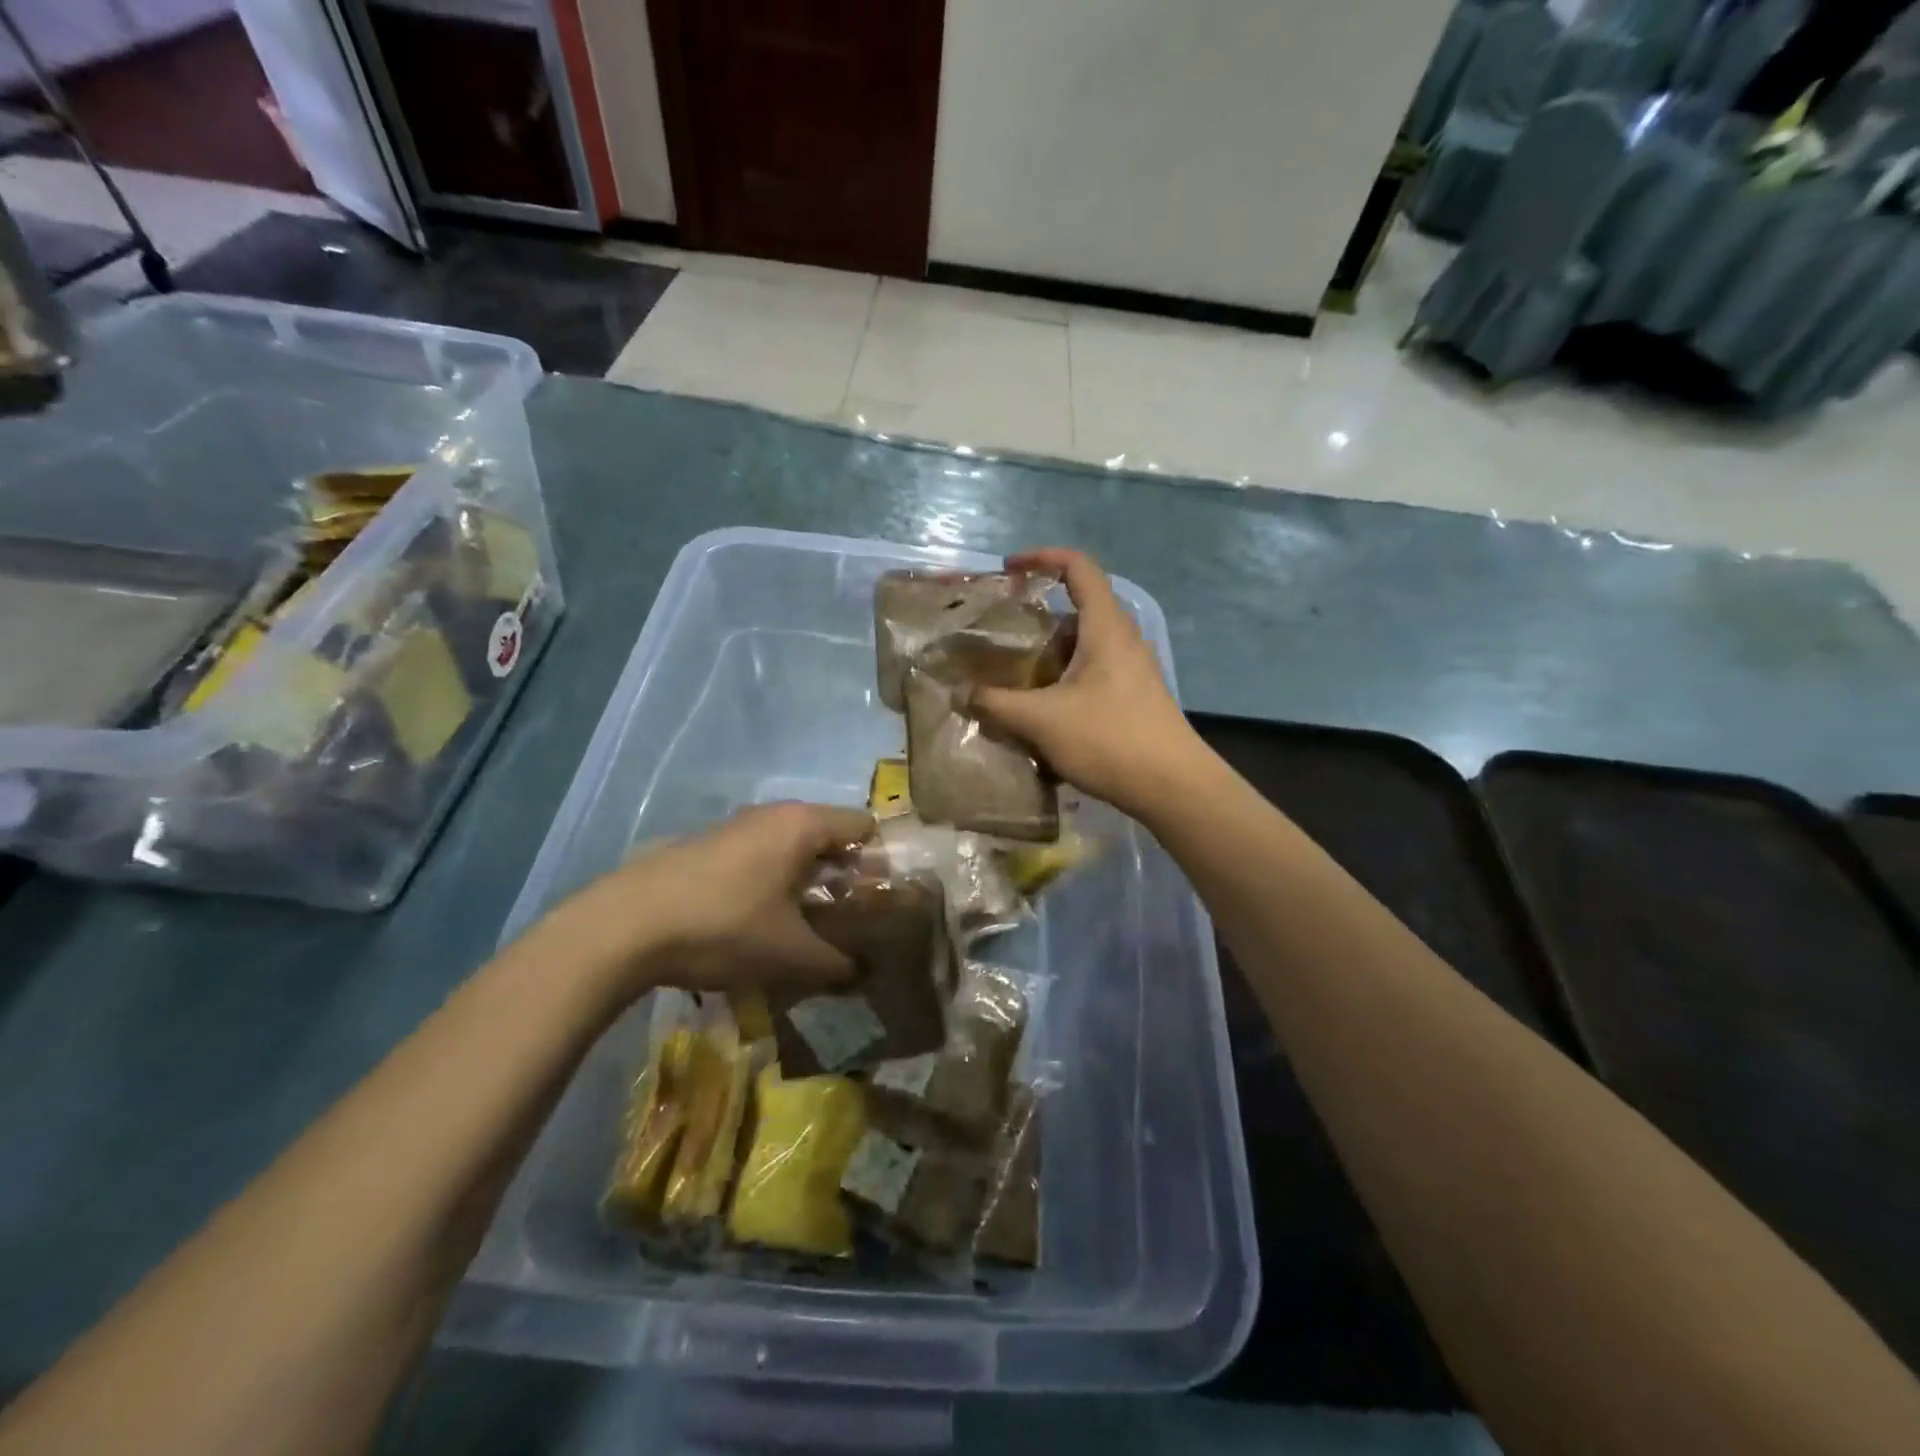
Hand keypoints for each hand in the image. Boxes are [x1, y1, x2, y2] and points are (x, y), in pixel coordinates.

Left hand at [553, 802, 873, 999]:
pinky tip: (758, 921)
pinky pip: (758, 855)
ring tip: (805, 925)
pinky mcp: (706, 845)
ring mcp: (736, 826)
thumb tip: (859, 973)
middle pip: (828, 835)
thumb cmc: (725, 927)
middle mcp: (773, 814)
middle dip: (842, 875)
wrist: (625, 925)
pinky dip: (771, 880)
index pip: (864, 827)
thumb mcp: (790, 954)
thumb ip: (836, 963)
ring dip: (805, 880)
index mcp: (803, 825)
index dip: (879, 864)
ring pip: (790, 846)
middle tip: (846, 919)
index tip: (878, 904)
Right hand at [971, 548, 1204, 819]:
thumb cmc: (1109, 739)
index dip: (1043, 557)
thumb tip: (963, 693)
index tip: (1009, 569)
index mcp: (1106, 627)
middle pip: (1078, 609)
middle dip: (1037, 617)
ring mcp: (1133, 669)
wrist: (1173, 787)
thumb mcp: (1042, 721)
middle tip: (1001, 634)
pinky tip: (1043, 710)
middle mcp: (1123, 639)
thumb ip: (997, 703)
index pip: (1078, 567)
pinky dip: (1064, 678)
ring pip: (1084, 645)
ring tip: (1014, 675)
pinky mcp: (1135, 697)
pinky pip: (1093, 672)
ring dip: (1049, 654)